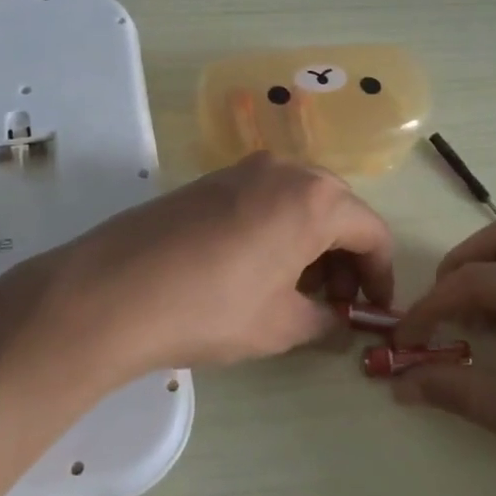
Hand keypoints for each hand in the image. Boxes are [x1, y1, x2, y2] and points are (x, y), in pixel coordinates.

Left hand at [0, 153, 394, 388]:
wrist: (113, 290)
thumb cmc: (212, 308)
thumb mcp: (279, 325)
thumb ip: (323, 320)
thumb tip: (337, 321)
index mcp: (315, 199)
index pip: (372, 232)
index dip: (381, 275)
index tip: (374, 310)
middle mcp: (285, 170)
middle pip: (338, 210)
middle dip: (346, 257)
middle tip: (335, 303)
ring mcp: (244, 169)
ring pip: (300, 201)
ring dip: (312, 243)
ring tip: (297, 291)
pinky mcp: (211, 180)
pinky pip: (265, 199)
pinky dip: (279, 229)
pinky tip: (258, 269)